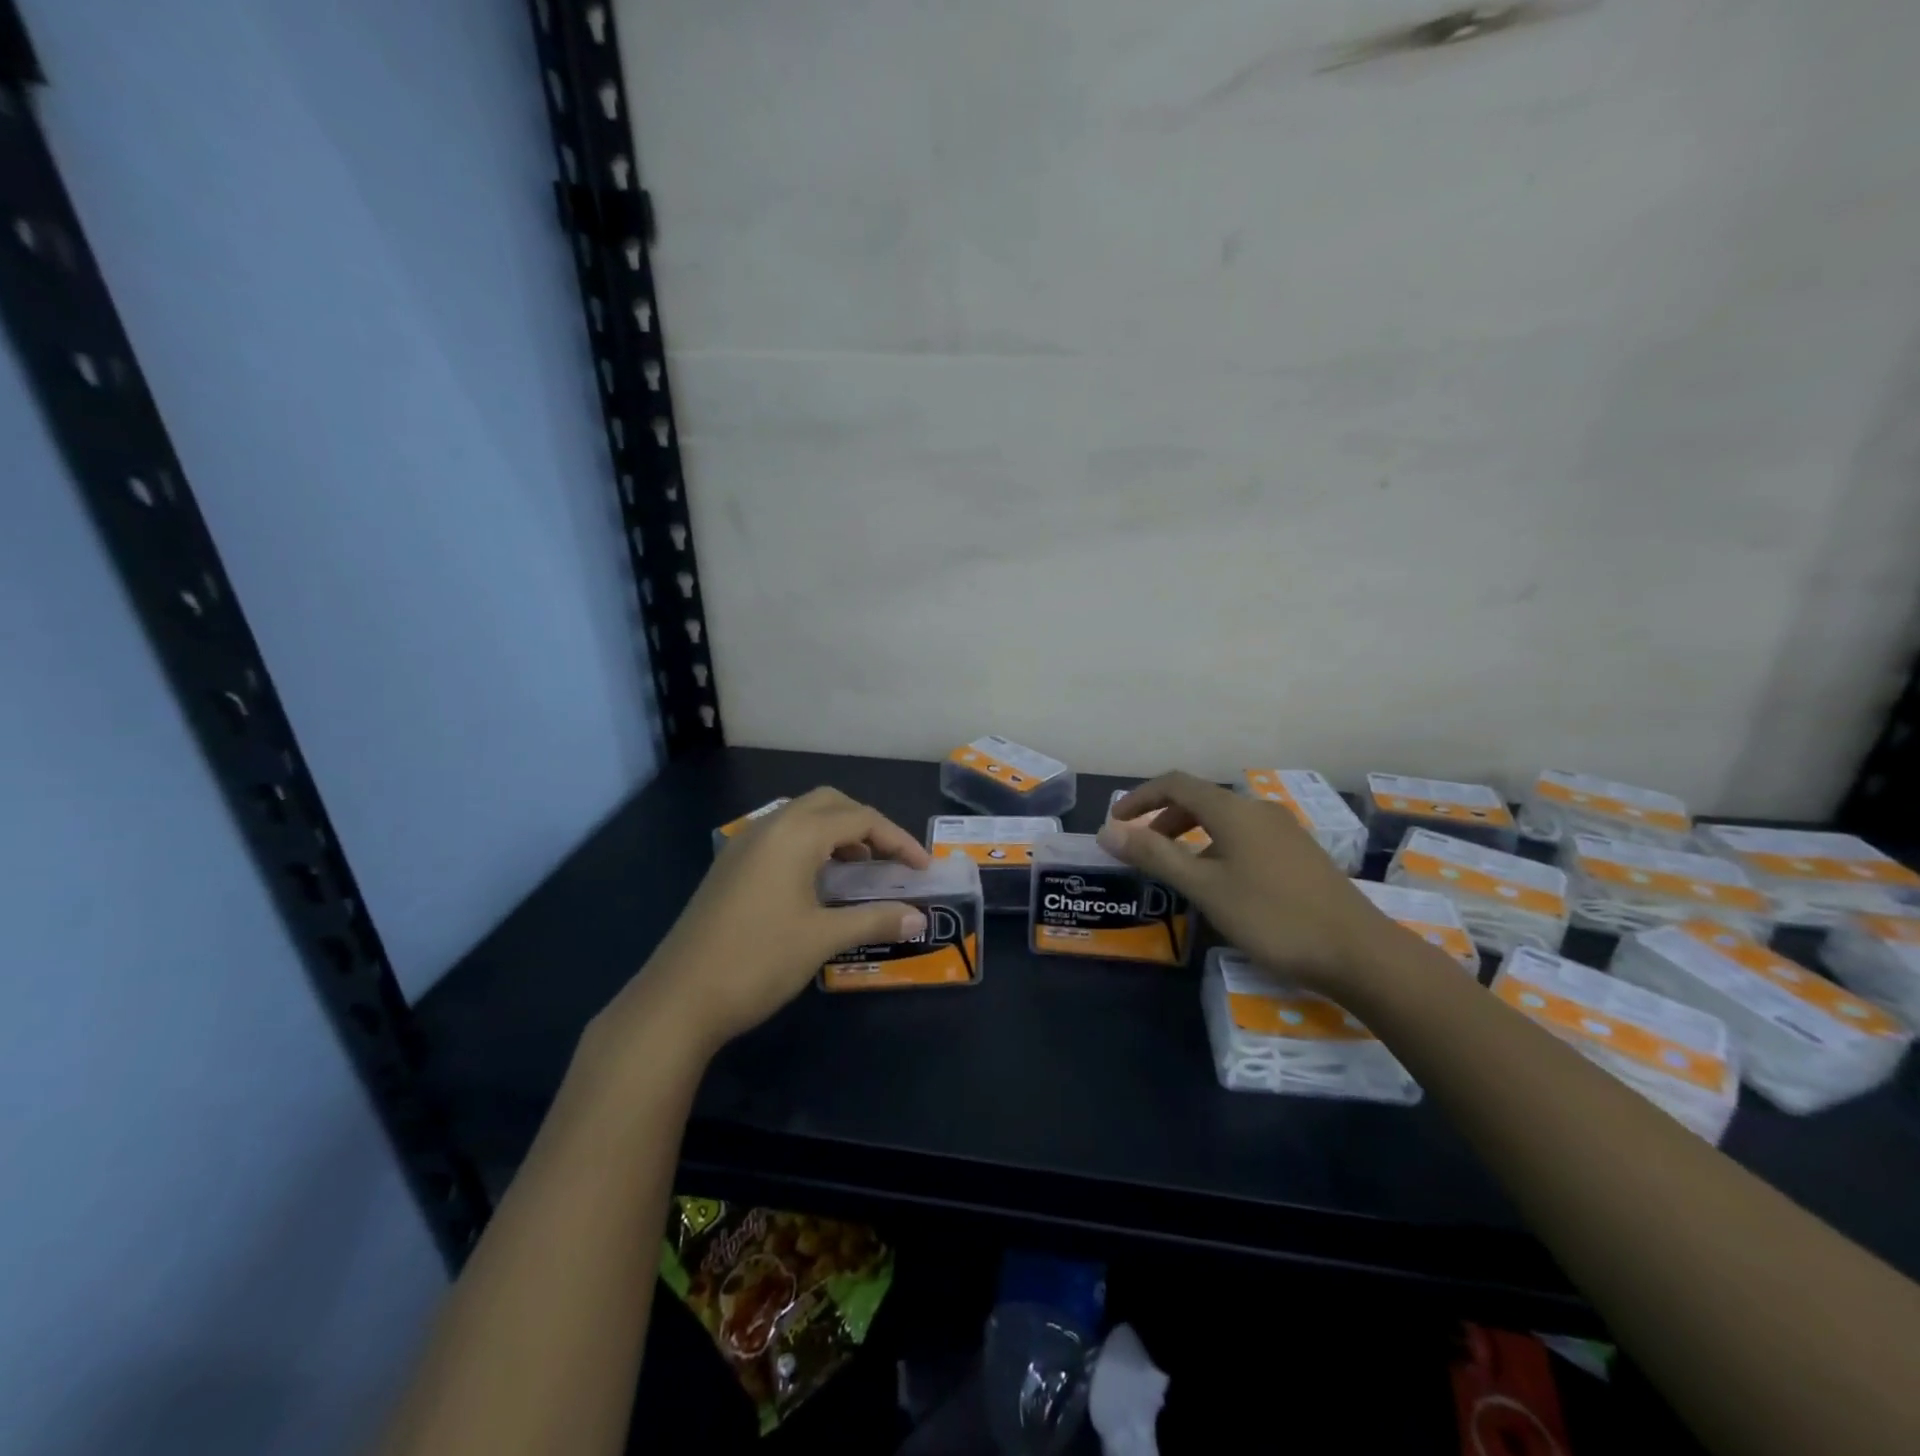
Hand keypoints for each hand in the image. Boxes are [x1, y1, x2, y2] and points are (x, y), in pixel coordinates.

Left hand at [596, 788, 930, 1060]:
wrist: (677, 999)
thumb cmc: (758, 960)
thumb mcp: (822, 939)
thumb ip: (874, 920)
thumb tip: (919, 918)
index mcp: (794, 834)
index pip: (859, 819)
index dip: (897, 839)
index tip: (922, 868)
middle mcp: (768, 827)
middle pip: (829, 804)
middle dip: (865, 824)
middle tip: (890, 859)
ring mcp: (743, 845)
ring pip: (801, 818)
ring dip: (836, 833)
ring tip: (860, 870)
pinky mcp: (730, 867)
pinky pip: (780, 838)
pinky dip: (809, 846)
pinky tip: (817, 883)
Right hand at [1101, 772, 1398, 993]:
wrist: (1358, 952)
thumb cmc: (1273, 917)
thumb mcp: (1205, 887)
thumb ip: (1155, 856)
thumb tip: (1107, 831)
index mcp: (1233, 810)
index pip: (1175, 784)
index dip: (1140, 797)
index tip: (1115, 823)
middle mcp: (1258, 810)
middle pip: (1200, 799)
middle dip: (1163, 818)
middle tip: (1141, 849)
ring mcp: (1283, 831)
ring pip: (1223, 820)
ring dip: (1189, 835)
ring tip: (1175, 869)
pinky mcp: (1299, 854)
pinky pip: (1244, 837)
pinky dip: (1216, 847)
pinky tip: (1219, 883)